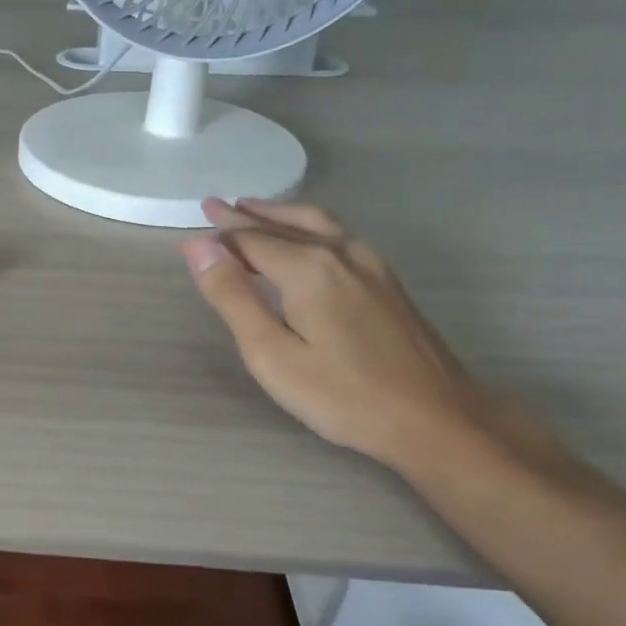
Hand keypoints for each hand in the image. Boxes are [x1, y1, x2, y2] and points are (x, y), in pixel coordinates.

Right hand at [181, 199, 547, 470]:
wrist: (438, 419)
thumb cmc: (343, 395)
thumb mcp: (272, 353)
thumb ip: (233, 296)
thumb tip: (198, 247)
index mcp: (308, 268)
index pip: (250, 240)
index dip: (218, 239)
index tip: (188, 238)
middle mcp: (340, 253)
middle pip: (283, 226)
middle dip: (244, 217)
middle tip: (213, 206)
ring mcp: (370, 264)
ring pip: (316, 223)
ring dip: (279, 215)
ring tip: (251, 209)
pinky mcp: (387, 281)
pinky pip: (336, 235)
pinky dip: (306, 226)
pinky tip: (303, 237)